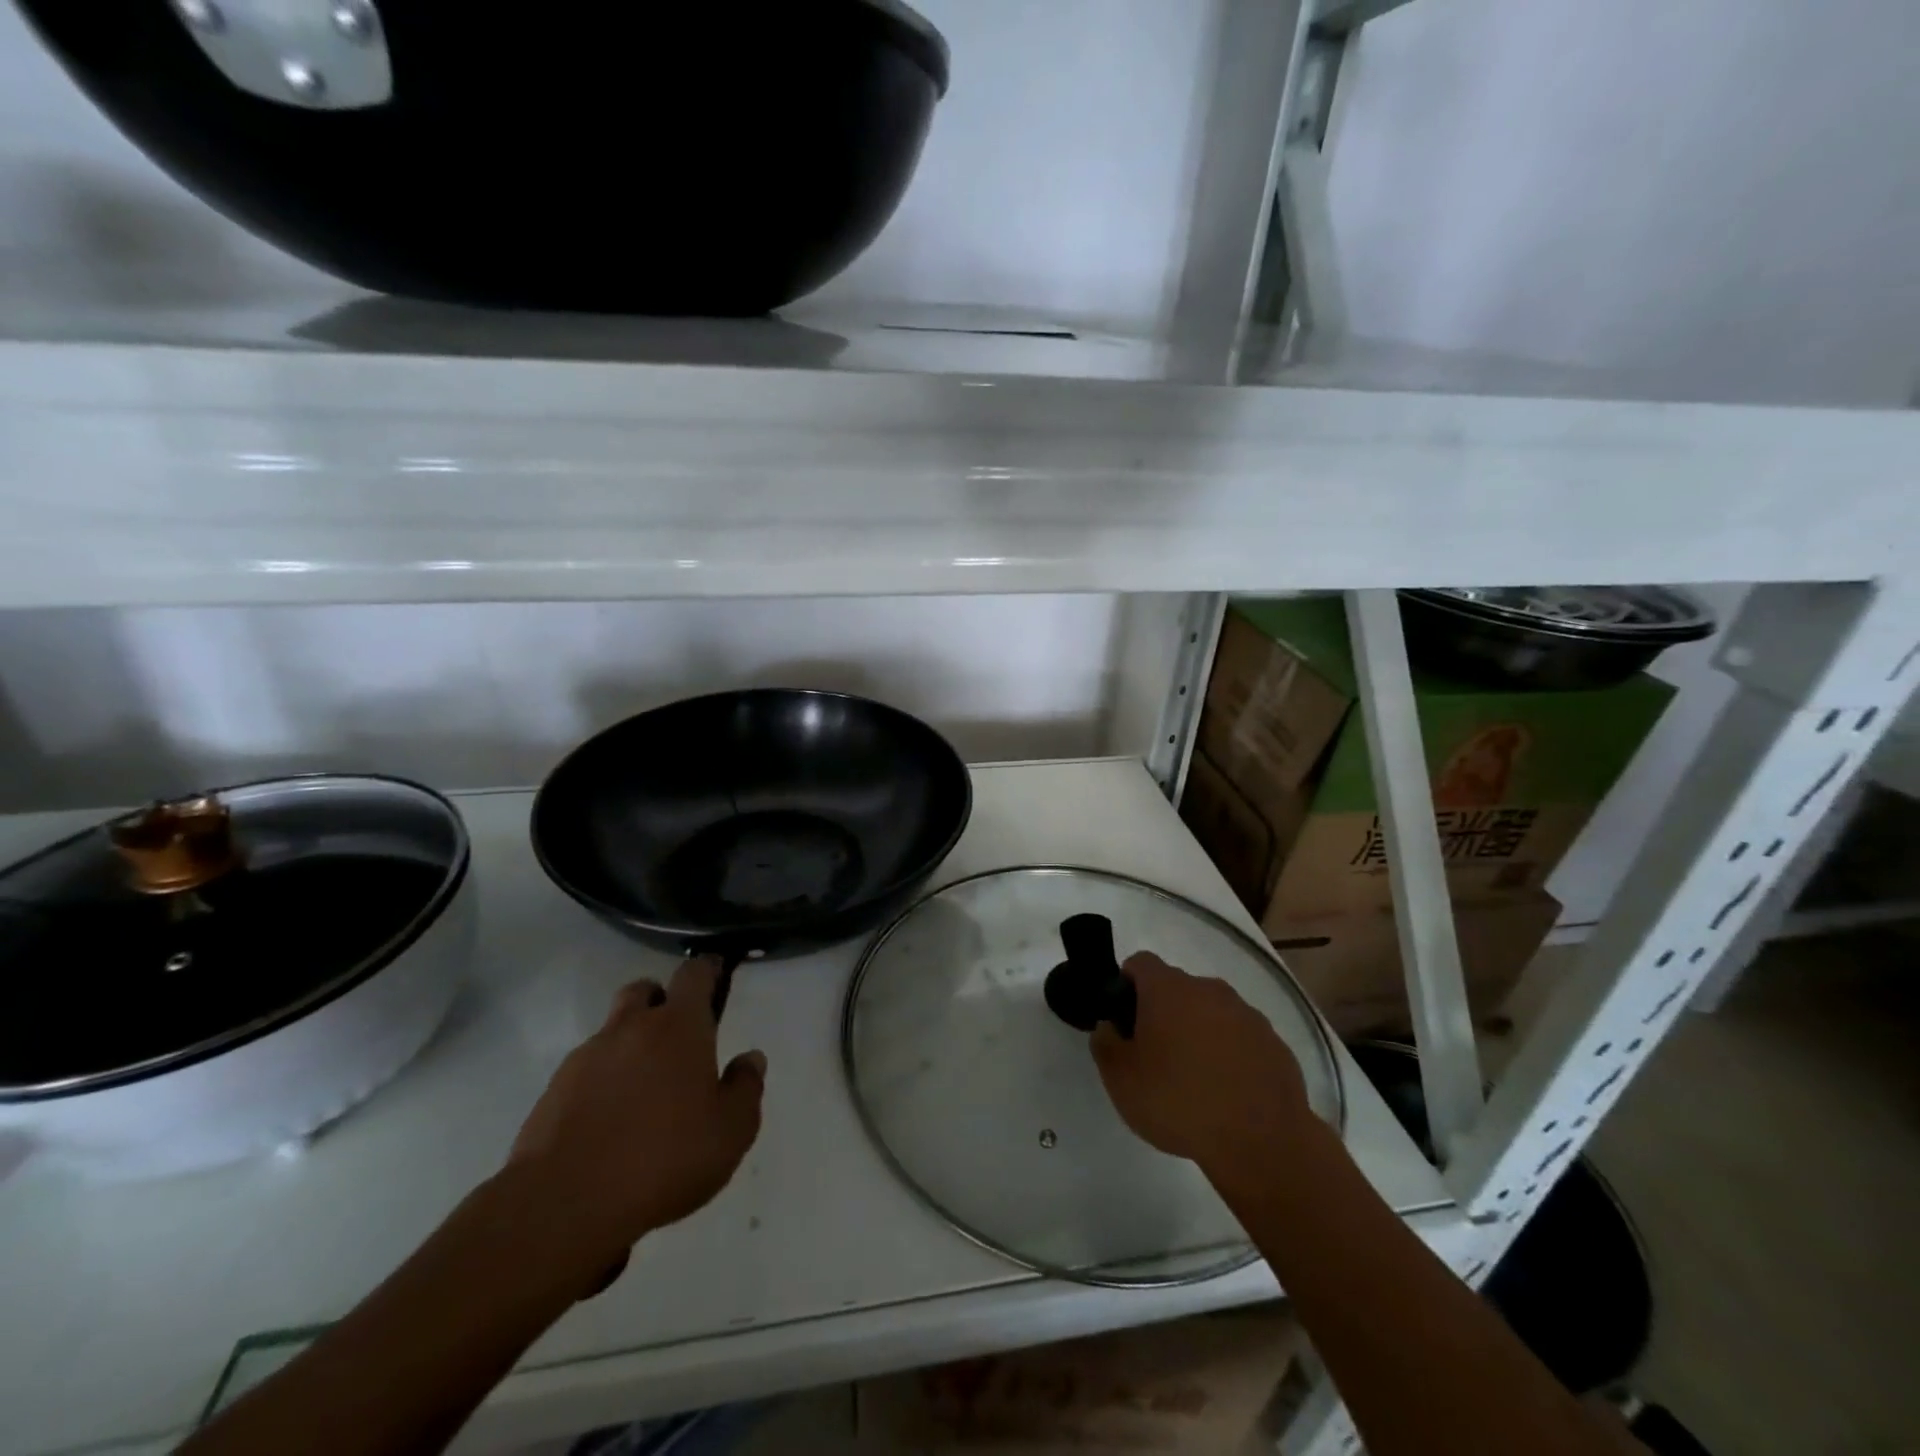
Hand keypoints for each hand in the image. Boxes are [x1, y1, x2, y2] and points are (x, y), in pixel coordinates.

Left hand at [506, 957, 765, 1282]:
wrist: (563, 1207)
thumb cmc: (664, 1159)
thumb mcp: (731, 1132)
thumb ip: (746, 1087)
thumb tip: (750, 1058)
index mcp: (678, 1027)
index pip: (694, 974)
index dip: (707, 969)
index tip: (716, 974)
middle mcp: (631, 1028)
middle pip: (644, 990)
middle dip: (661, 1001)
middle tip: (677, 1036)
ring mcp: (586, 1058)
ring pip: (613, 1031)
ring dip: (630, 1046)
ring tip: (643, 1092)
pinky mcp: (553, 1092)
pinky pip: (586, 1071)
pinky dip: (602, 1082)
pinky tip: (610, 1122)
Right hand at [1090, 952, 1312, 1173]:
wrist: (1262, 1143)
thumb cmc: (1179, 1102)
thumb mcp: (1120, 1079)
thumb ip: (1105, 1043)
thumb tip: (1109, 1027)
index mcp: (1169, 989)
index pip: (1140, 963)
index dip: (1126, 984)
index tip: (1123, 1019)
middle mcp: (1209, 990)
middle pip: (1177, 988)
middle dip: (1163, 1012)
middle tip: (1154, 1055)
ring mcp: (1247, 1015)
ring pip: (1211, 1012)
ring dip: (1199, 1033)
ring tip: (1194, 1079)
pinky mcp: (1274, 1044)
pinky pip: (1241, 1038)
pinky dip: (1230, 1054)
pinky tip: (1227, 1092)